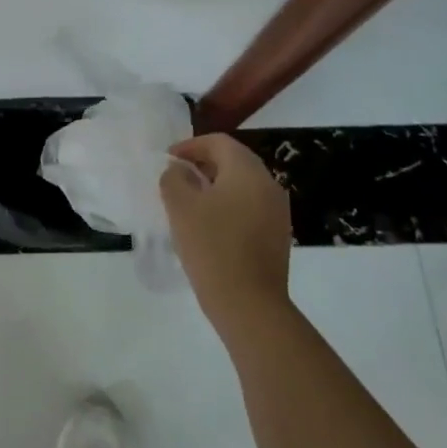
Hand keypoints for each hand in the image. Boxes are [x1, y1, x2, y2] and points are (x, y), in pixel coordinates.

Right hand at [161, 134, 292, 346]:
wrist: (250, 305)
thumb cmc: (212, 247)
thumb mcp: (181, 207)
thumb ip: (174, 179)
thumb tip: (179, 171)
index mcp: (247, 171)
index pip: (219, 142)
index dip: (191, 145)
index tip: (168, 159)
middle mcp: (268, 185)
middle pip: (234, 161)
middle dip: (203, 163)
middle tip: (177, 176)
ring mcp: (277, 212)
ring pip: (242, 185)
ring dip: (216, 185)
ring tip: (190, 201)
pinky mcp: (277, 235)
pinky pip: (250, 207)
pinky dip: (228, 205)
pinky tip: (209, 225)